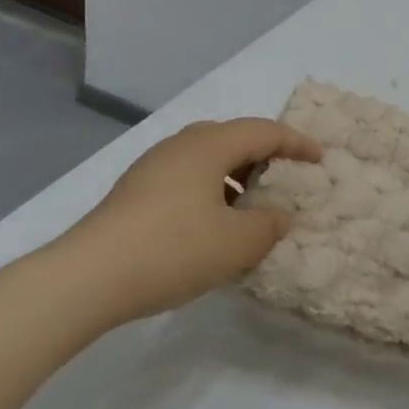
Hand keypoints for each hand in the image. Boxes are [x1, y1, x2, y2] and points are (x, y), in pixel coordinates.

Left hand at [47, 118, 322, 324]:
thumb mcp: (237, 243)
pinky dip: (210, 191)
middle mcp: (181, 146)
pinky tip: (212, 226)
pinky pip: (186, 178)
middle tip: (284, 179)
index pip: (264, 131)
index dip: (297, 143)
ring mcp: (152, 167)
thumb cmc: (173, 249)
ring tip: (250, 208)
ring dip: (235, 177)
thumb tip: (279, 216)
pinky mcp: (134, 192)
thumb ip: (269, 226)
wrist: (87, 277)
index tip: (320, 159)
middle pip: (233, 138)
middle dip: (264, 156)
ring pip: (206, 159)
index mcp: (209, 145)